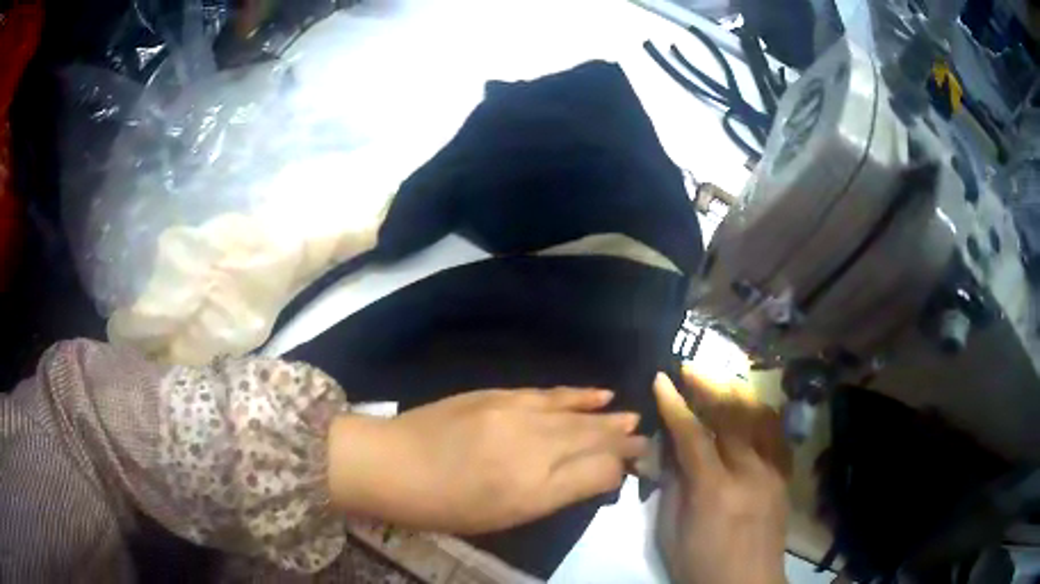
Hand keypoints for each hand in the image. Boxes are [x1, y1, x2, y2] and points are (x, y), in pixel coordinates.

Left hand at [328, 388, 647, 533]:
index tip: (641, 462)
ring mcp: (515, 415)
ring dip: (606, 417)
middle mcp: (533, 446)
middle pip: (591, 439)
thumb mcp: (504, 515)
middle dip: (622, 440)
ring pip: (575, 416)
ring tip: (631, 417)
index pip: (597, 471)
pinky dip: (576, 395)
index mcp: (534, 487)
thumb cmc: (445, 505)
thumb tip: (598, 476)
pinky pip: (548, 394)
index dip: (620, 466)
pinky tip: (596, 394)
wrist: (389, 464)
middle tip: (646, 439)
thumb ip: (556, 495)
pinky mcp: (498, 396)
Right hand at [653, 370, 790, 583]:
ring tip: (721, 380)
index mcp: (714, 490)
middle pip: (731, 416)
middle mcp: (749, 472)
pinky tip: (751, 409)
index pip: (692, 435)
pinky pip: (776, 436)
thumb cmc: (699, 565)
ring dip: (738, 393)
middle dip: (709, 386)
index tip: (661, 379)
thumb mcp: (670, 533)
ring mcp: (772, 473)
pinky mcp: (784, 478)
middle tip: (691, 367)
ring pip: (759, 419)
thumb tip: (668, 451)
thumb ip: (672, 488)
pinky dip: (762, 416)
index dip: (675, 405)